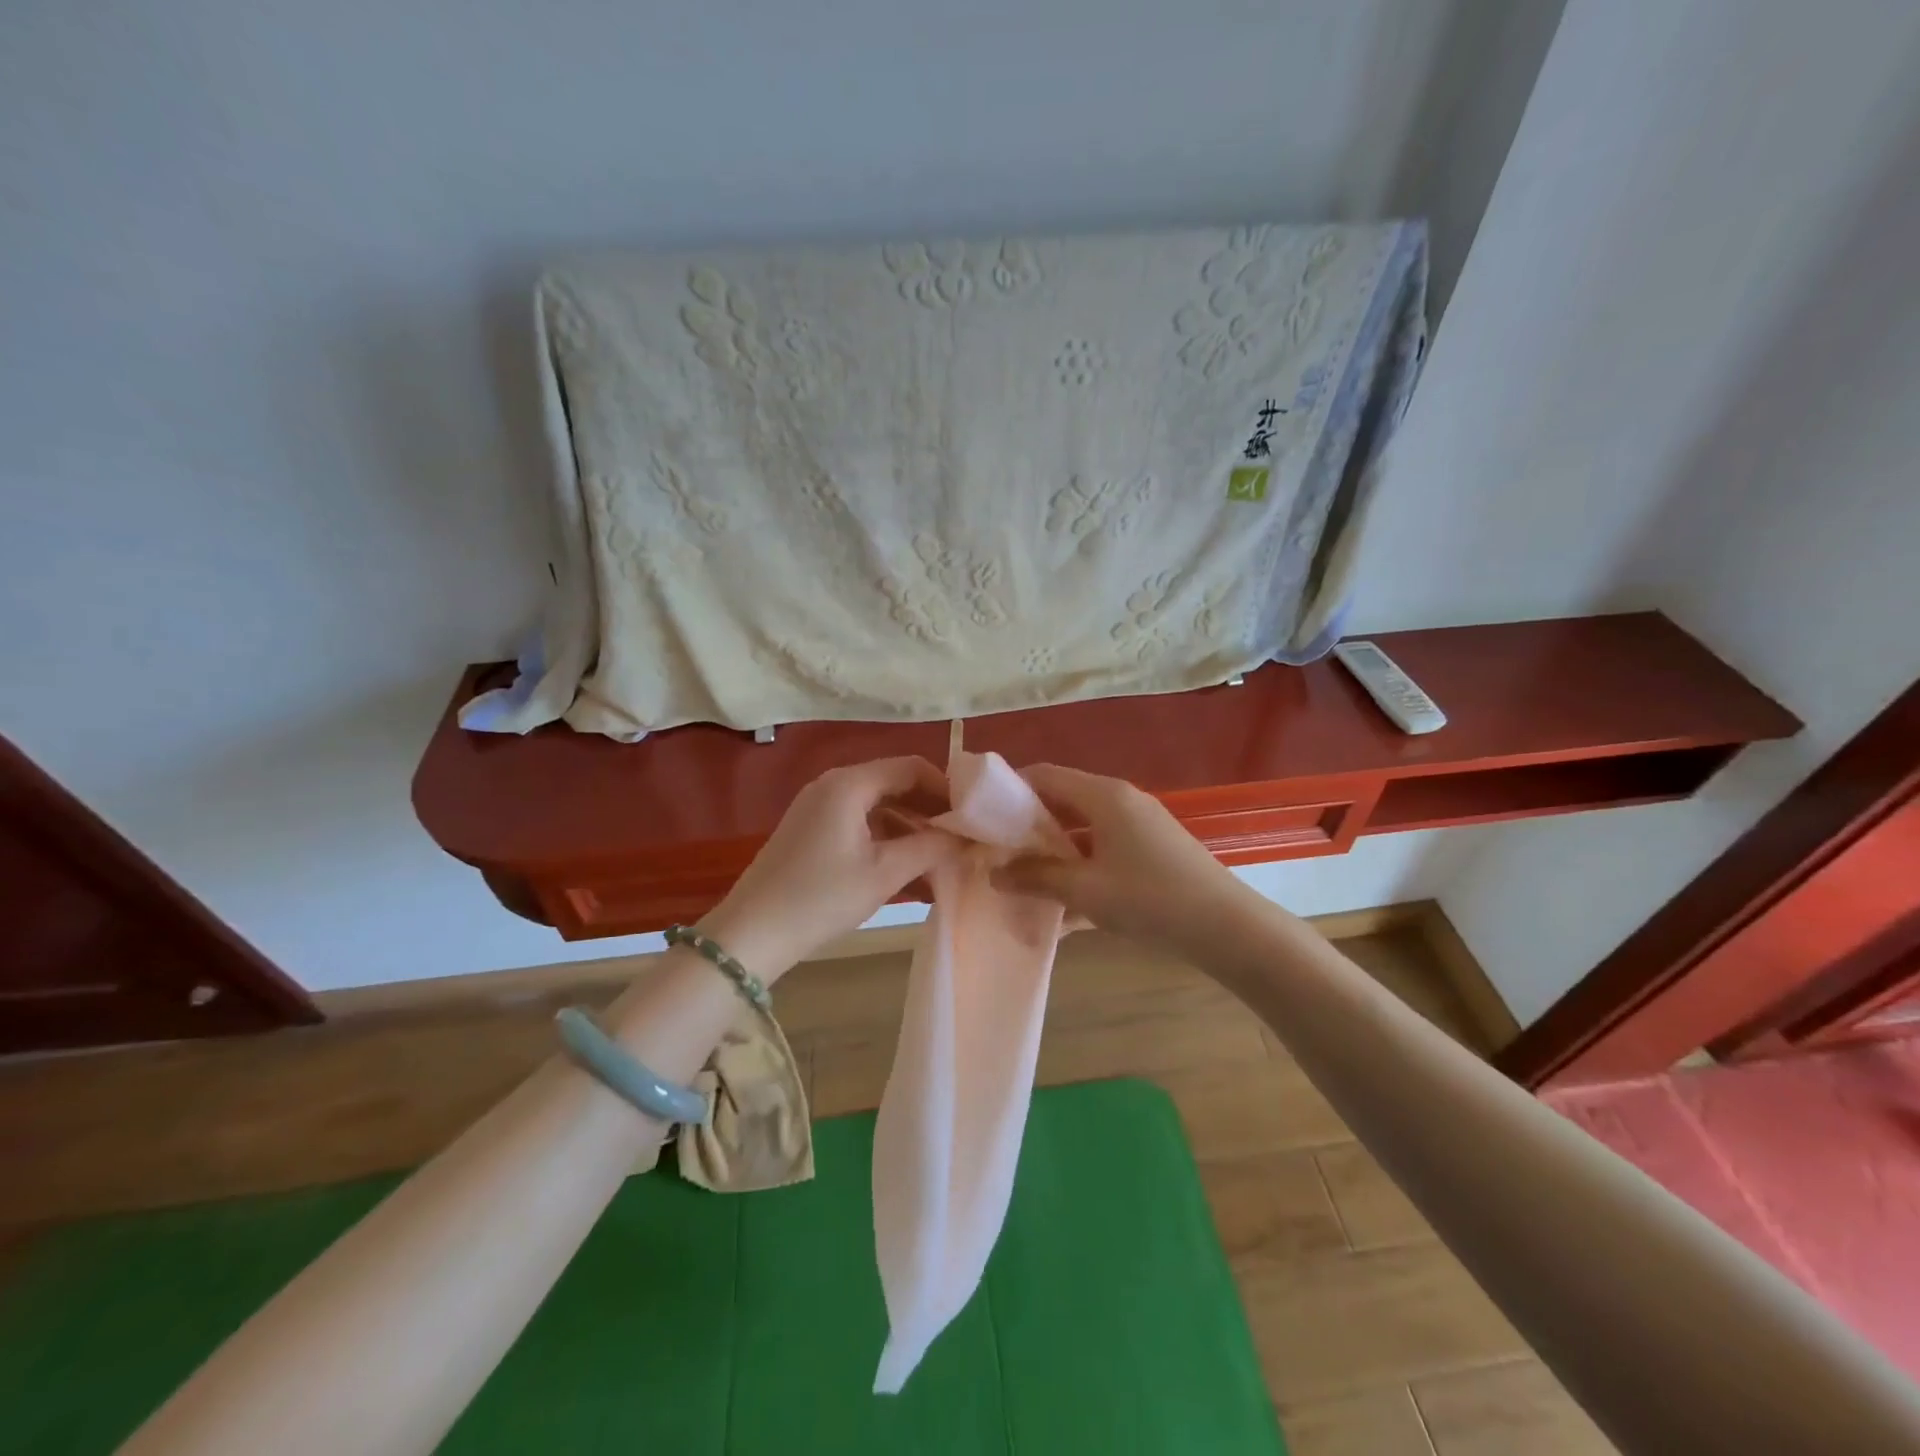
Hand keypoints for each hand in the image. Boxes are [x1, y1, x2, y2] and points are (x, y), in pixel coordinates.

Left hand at [698, 757, 949, 981]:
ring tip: (941, 855)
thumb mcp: (884, 873)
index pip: (911, 766)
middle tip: (962, 835)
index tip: (973, 814)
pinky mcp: (812, 829)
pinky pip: (860, 821)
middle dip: (930, 807)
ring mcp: (819, 807)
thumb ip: (931, 847)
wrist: (752, 933)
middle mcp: (833, 785)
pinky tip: (908, 866)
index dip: (946, 787)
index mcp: (850, 784)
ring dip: (911, 825)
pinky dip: (887, 837)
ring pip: (878, 804)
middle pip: (895, 782)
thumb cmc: (822, 897)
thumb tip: (967, 835)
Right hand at [990, 764, 1245, 953]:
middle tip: (997, 847)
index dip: (1010, 787)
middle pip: (1064, 800)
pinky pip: (1104, 850)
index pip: (1046, 774)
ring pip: (1083, 829)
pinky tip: (1064, 905)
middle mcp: (1122, 801)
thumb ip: (1036, 877)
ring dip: (1054, 850)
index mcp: (1104, 796)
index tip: (981, 811)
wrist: (1227, 928)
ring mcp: (1140, 826)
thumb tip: (994, 873)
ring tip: (1023, 876)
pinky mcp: (1152, 851)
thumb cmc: (1150, 898)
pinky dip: (1081, 867)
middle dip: (1028, 824)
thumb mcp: (1085, 890)